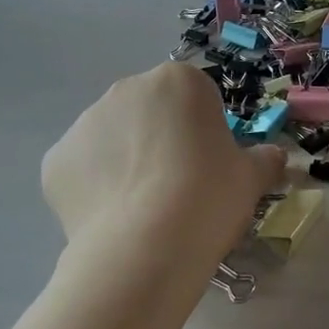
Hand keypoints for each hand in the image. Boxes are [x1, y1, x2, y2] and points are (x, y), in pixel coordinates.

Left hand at [43, 62, 285, 278]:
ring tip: (142, 210)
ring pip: (113, 139)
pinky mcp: (55, 160)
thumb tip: (273, 157)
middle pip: (150, 112)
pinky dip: (94, 188)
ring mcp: (85, 123)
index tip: (208, 167)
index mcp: (177, 81)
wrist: (146, 248)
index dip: (204, 132)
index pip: (196, 98)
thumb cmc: (209, 198)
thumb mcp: (252, 178)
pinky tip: (113, 219)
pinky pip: (82, 169)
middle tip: (177, 188)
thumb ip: (265, 159)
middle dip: (160, 140)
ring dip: (125, 162)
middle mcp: (126, 89)